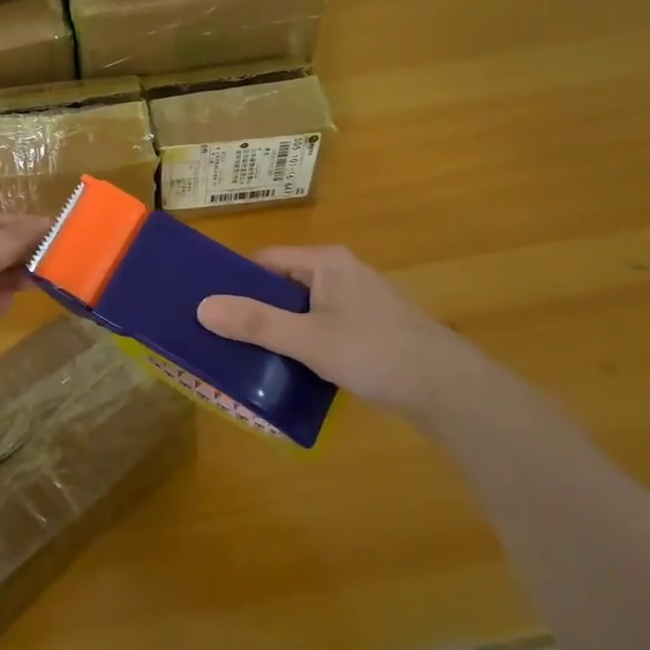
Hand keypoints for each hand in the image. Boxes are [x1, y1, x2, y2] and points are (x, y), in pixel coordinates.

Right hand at [197, 246, 482, 426]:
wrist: (447, 389)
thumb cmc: (374, 352)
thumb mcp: (308, 339)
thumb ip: (256, 323)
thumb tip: (202, 307)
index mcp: (325, 262)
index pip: (266, 260)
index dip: (236, 281)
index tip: (211, 307)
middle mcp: (341, 272)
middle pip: (283, 284)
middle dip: (256, 309)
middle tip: (224, 336)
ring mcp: (357, 300)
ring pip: (303, 308)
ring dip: (280, 329)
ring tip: (250, 355)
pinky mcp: (369, 327)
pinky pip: (322, 325)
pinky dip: (304, 341)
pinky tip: (292, 368)